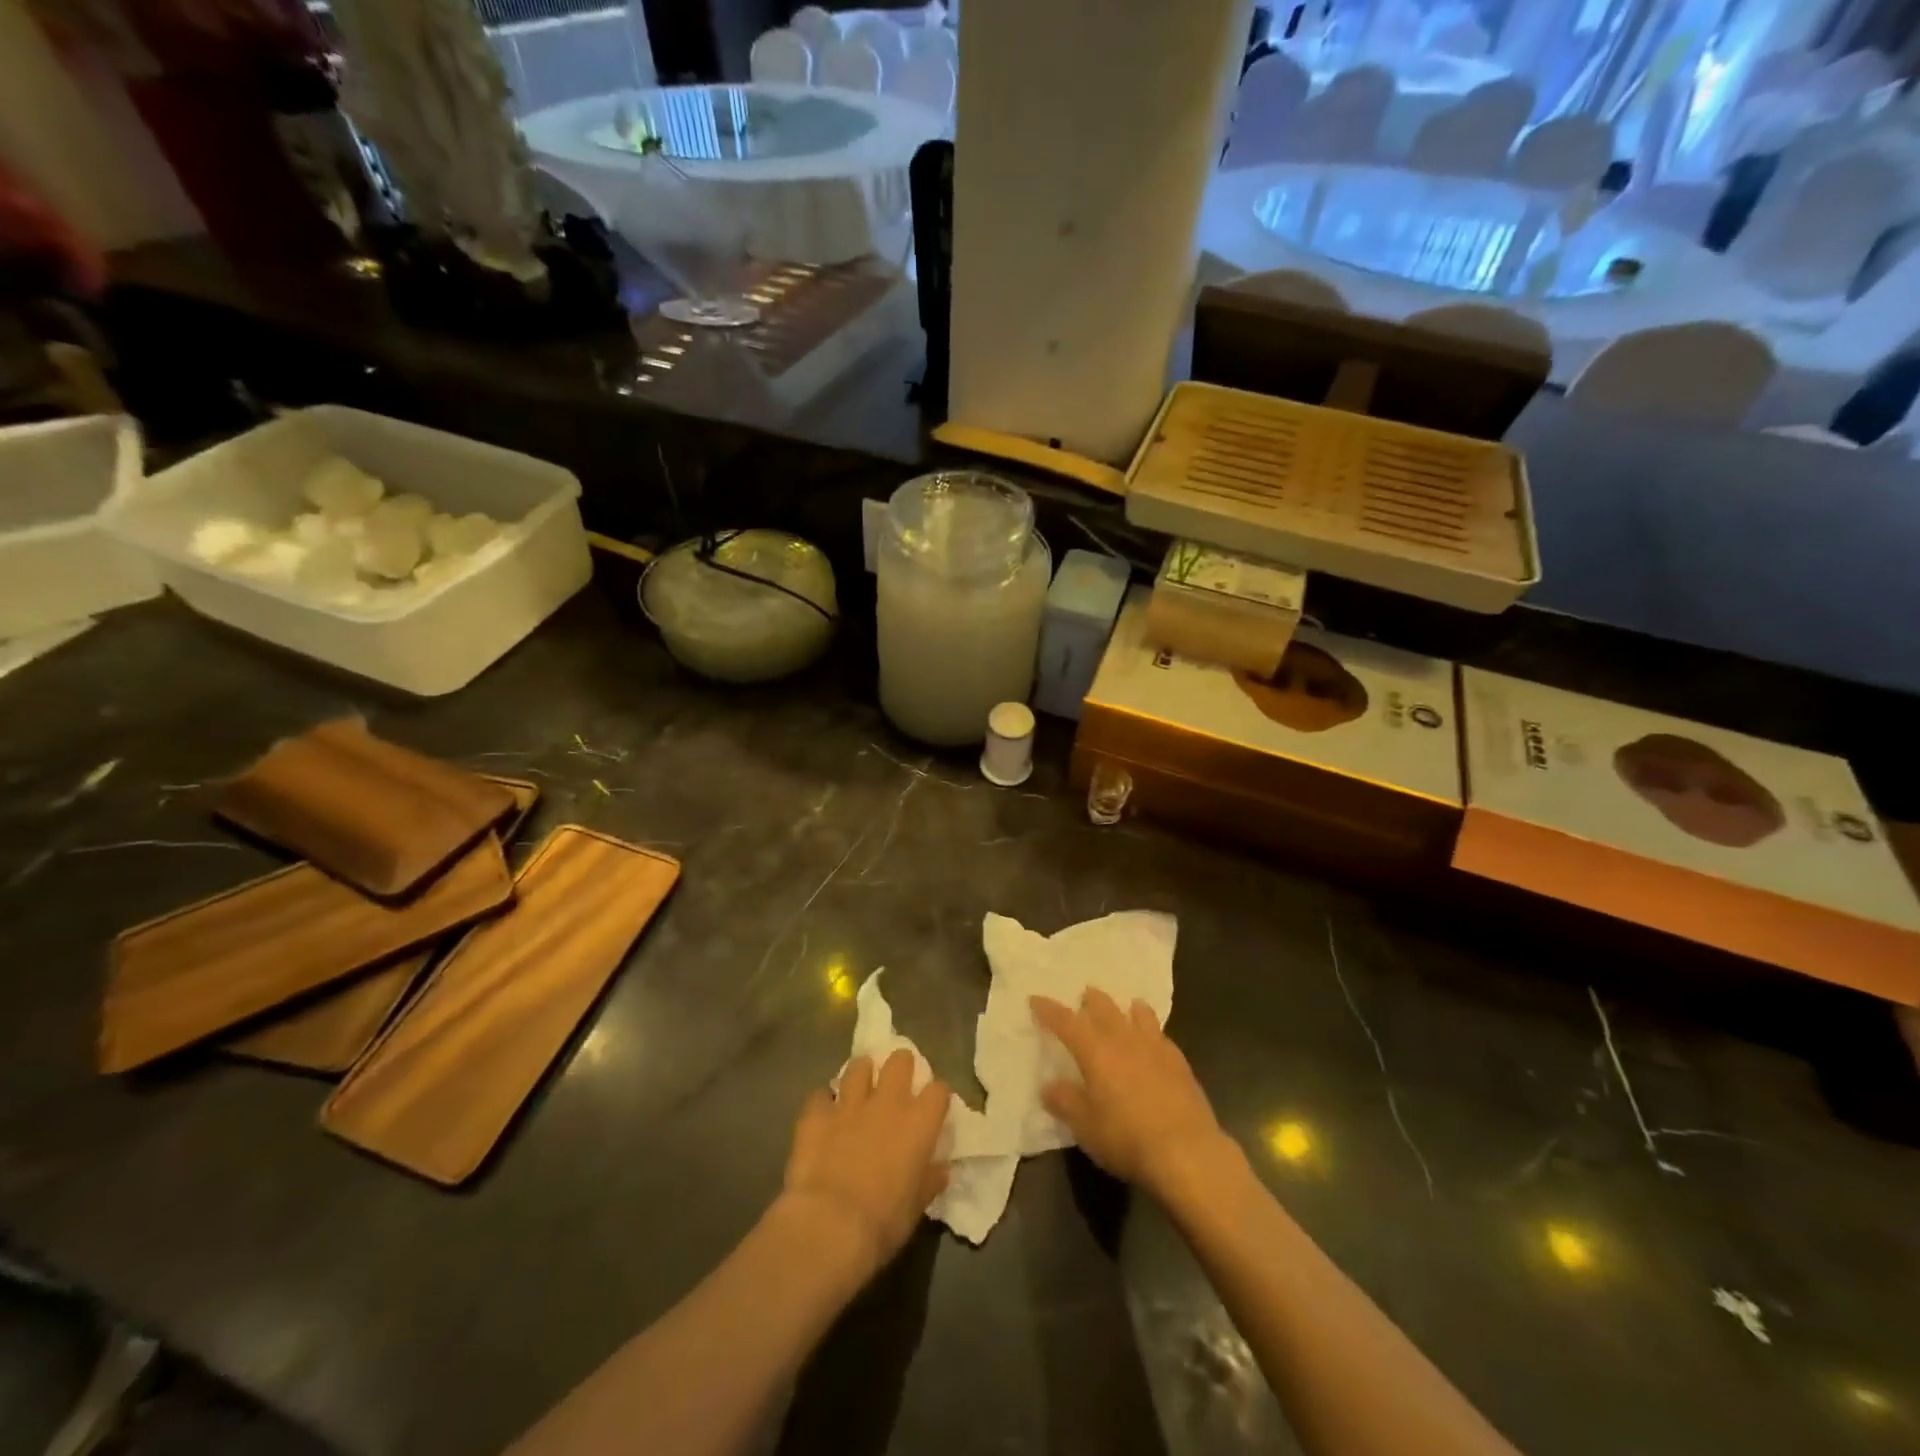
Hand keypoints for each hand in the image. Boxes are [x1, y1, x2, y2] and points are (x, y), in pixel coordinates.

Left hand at [781, 1049, 950, 1277]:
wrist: (829, 1226)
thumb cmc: (883, 1221)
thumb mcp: (917, 1206)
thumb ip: (929, 1180)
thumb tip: (940, 1169)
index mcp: (918, 1123)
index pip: (939, 1090)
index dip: (936, 1097)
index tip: (932, 1108)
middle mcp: (887, 1102)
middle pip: (900, 1061)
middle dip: (899, 1066)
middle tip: (895, 1084)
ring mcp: (849, 1104)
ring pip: (858, 1067)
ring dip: (860, 1075)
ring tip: (858, 1088)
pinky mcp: (816, 1114)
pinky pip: (819, 1096)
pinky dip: (823, 1104)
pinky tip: (822, 1115)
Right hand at [1031, 989, 1233, 1203]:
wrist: (1186, 1152)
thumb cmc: (1126, 1137)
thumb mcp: (1085, 1126)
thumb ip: (1065, 1101)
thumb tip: (1049, 1085)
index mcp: (1095, 1050)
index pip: (1066, 1021)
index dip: (1049, 1010)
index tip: (1036, 999)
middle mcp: (1124, 1039)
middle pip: (1105, 1008)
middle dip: (1091, 1000)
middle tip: (1084, 995)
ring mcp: (1155, 1048)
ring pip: (1139, 1015)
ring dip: (1126, 1008)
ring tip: (1125, 1007)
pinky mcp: (1179, 1063)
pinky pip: (1161, 1036)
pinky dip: (1152, 1031)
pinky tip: (1154, 1041)